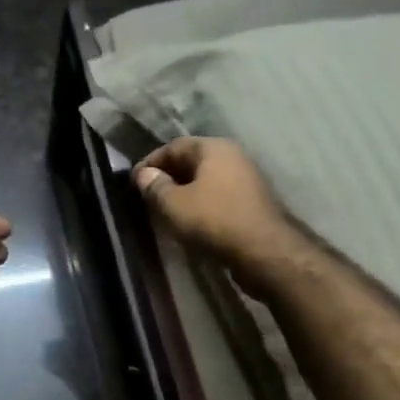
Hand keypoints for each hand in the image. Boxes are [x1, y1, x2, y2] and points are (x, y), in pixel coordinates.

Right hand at [133, 137, 296, 276]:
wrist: (265, 252)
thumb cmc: (214, 221)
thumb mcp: (174, 205)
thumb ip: (155, 186)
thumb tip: (144, 174)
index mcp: (214, 148)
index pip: (174, 146)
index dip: (151, 162)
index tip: (134, 181)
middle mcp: (233, 157)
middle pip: (192, 161)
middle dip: (168, 176)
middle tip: (148, 195)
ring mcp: (247, 179)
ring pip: (206, 180)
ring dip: (184, 192)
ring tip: (166, 209)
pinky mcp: (253, 203)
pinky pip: (219, 196)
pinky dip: (201, 204)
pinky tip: (190, 221)